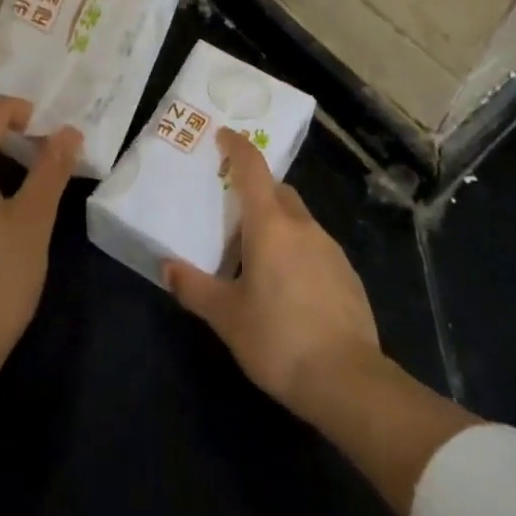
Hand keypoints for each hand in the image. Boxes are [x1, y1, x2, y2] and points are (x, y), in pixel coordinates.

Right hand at [164, 127, 382, 425]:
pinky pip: (314, 246)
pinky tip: (287, 286)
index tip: (224, 136)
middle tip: (232, 212)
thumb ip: (195, 288)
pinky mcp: (347, 274)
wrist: (348, 380)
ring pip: (298, 219)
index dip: (237, 147)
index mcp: (270, 225)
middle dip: (256, 191)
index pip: (253, 169)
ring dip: (277, 223)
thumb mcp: (227, 317)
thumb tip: (167, 267)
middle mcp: (302, 226)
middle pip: (278, 192)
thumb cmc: (278, 339)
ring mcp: (330, 248)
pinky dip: (296, 250)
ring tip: (256, 256)